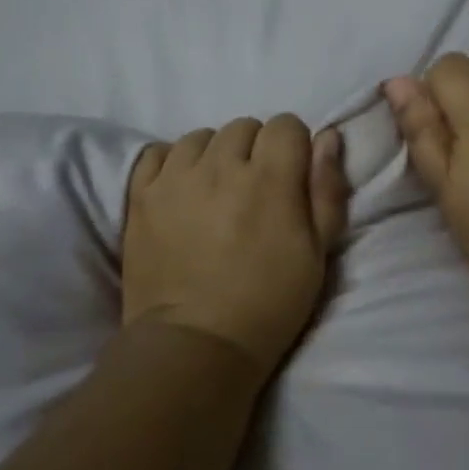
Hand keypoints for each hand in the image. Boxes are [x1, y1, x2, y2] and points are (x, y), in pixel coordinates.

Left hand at [122, 116, 349, 376]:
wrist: (196, 344)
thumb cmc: (269, 302)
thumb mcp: (318, 253)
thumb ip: (326, 189)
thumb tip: (327, 136)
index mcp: (270, 178)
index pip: (285, 125)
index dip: (294, 147)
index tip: (291, 177)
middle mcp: (220, 166)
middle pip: (243, 127)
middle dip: (255, 149)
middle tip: (255, 190)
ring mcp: (175, 178)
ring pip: (201, 136)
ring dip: (214, 155)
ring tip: (216, 191)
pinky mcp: (141, 195)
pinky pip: (158, 153)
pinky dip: (174, 162)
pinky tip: (183, 190)